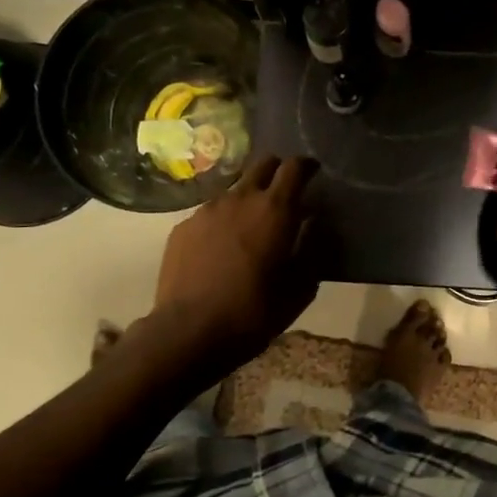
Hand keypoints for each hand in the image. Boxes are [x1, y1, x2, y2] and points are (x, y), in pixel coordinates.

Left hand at [152, 154, 322, 373]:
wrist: (189, 332)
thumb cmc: (254, 312)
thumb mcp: (300, 289)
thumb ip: (311, 249)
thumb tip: (313, 224)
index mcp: (275, 210)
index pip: (294, 167)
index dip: (306, 165)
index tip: (313, 172)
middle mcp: (240, 198)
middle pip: (262, 165)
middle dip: (277, 171)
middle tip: (284, 193)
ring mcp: (207, 210)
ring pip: (234, 190)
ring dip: (247, 200)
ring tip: (249, 228)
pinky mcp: (183, 227)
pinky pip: (210, 214)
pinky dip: (222, 222)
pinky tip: (220, 250)